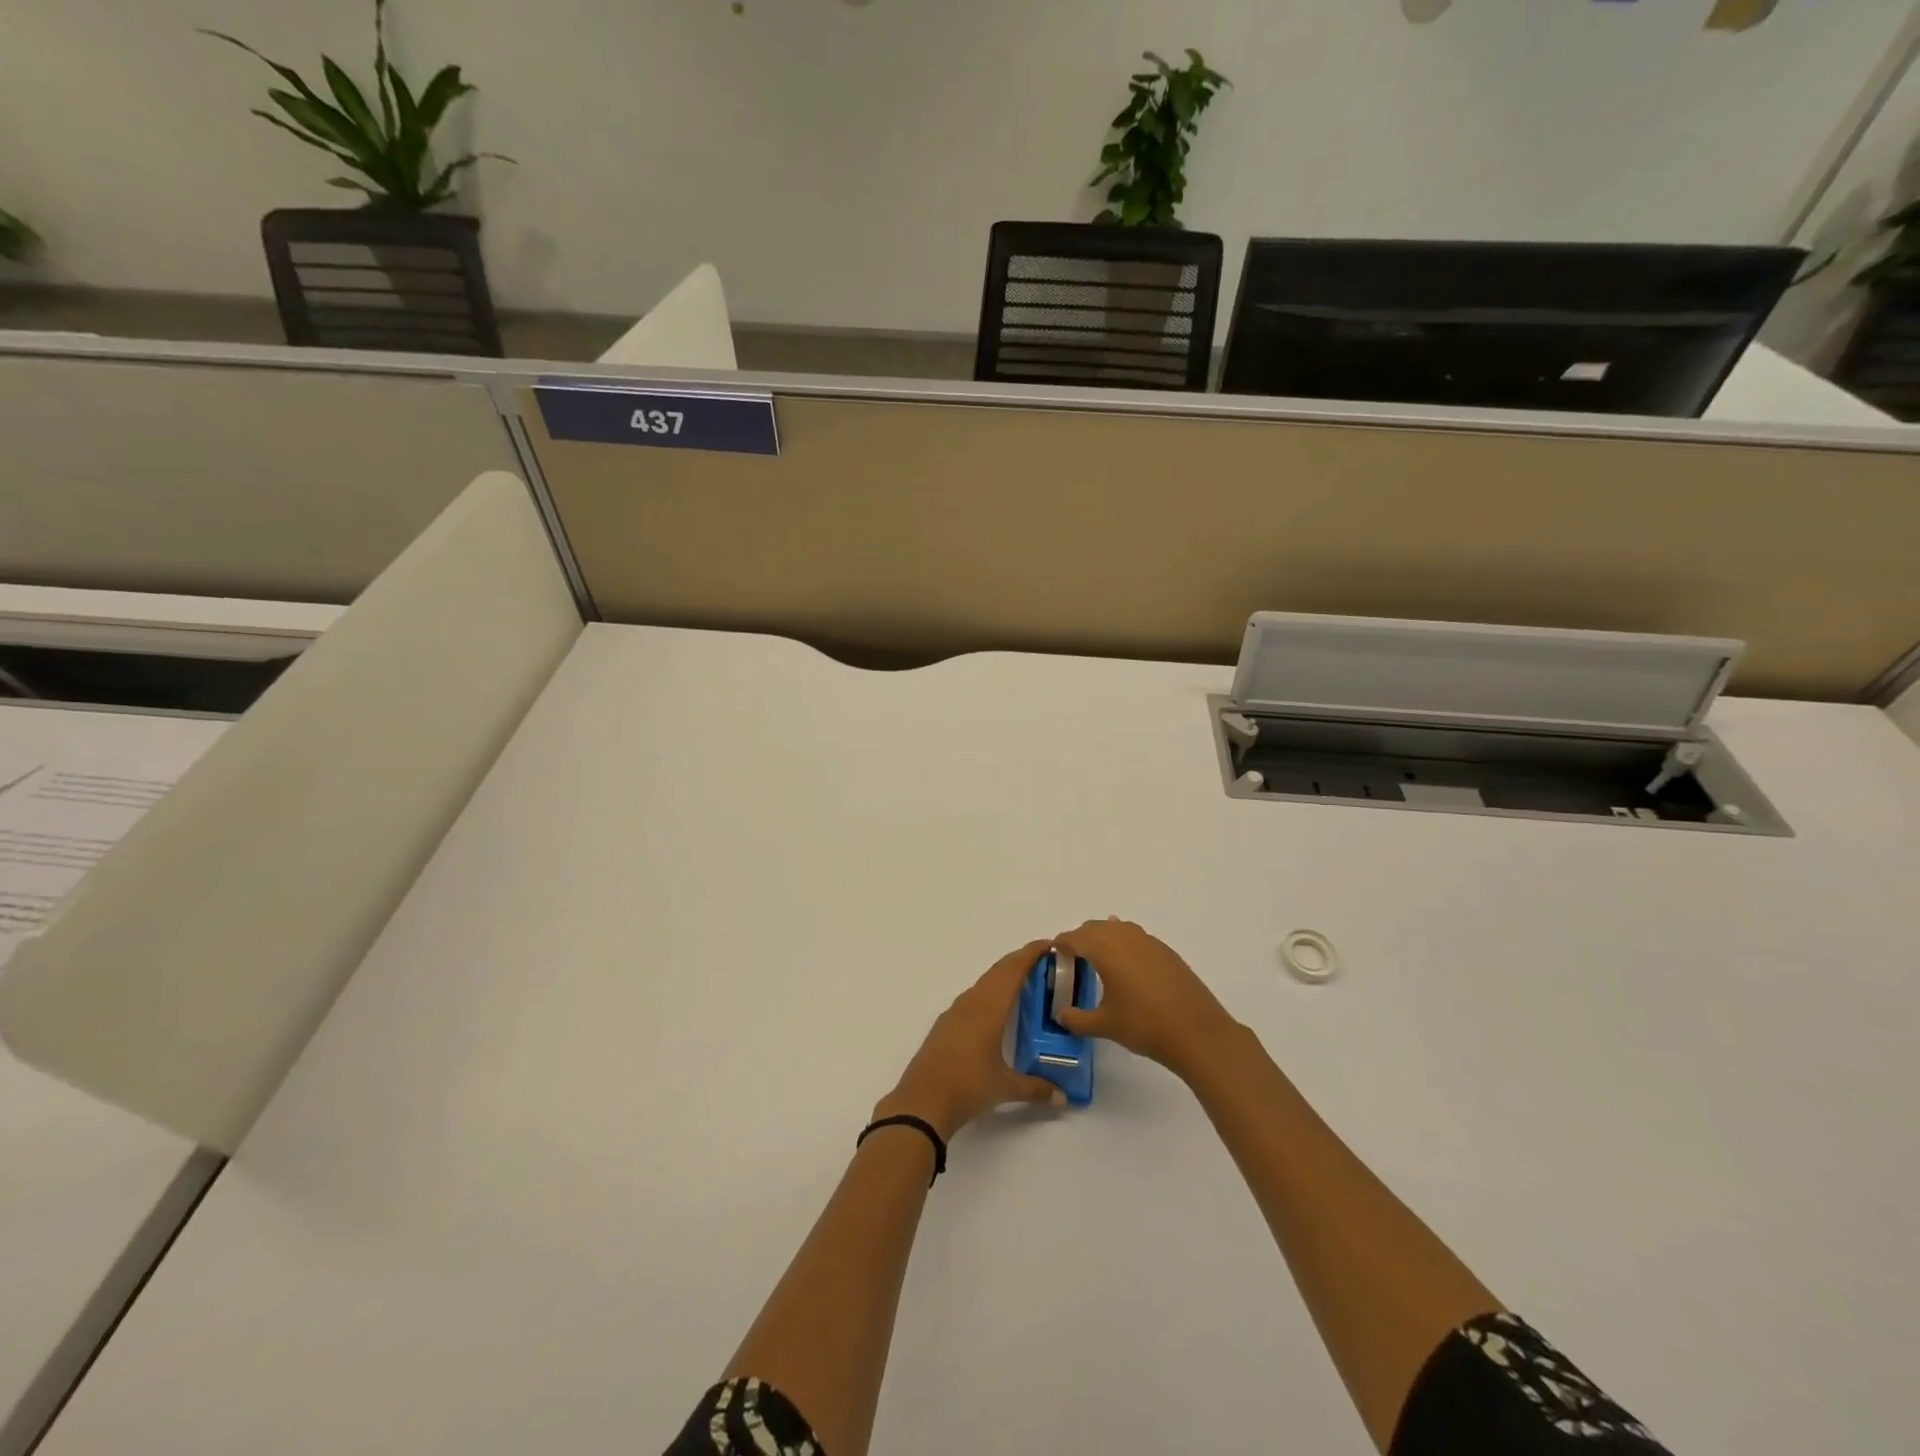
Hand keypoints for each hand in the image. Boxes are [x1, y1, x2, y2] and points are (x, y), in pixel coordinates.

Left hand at [875, 939, 1065, 1139]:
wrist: (922, 1101)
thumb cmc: (968, 1087)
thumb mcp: (1005, 1088)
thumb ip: (1036, 1088)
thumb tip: (1063, 1098)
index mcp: (989, 1008)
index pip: (1013, 970)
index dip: (1030, 954)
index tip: (1049, 945)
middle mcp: (972, 1002)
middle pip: (998, 971)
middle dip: (1020, 961)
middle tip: (1043, 961)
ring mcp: (955, 1012)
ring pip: (984, 983)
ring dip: (1003, 976)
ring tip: (1023, 983)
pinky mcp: (945, 1024)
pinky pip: (973, 997)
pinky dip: (989, 993)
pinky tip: (995, 1009)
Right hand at [1053, 918, 1238, 1079]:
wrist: (1197, 1032)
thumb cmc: (1144, 1025)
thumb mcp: (1104, 1025)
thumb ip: (1076, 1019)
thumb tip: (1060, 1016)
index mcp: (1105, 949)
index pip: (1074, 937)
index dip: (1061, 945)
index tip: (1054, 957)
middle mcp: (1124, 936)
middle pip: (1094, 927)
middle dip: (1080, 939)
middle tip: (1074, 961)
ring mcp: (1148, 941)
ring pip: (1117, 928)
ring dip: (1103, 938)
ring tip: (1100, 962)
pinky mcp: (1166, 951)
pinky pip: (1136, 937)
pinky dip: (1124, 944)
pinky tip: (1127, 968)